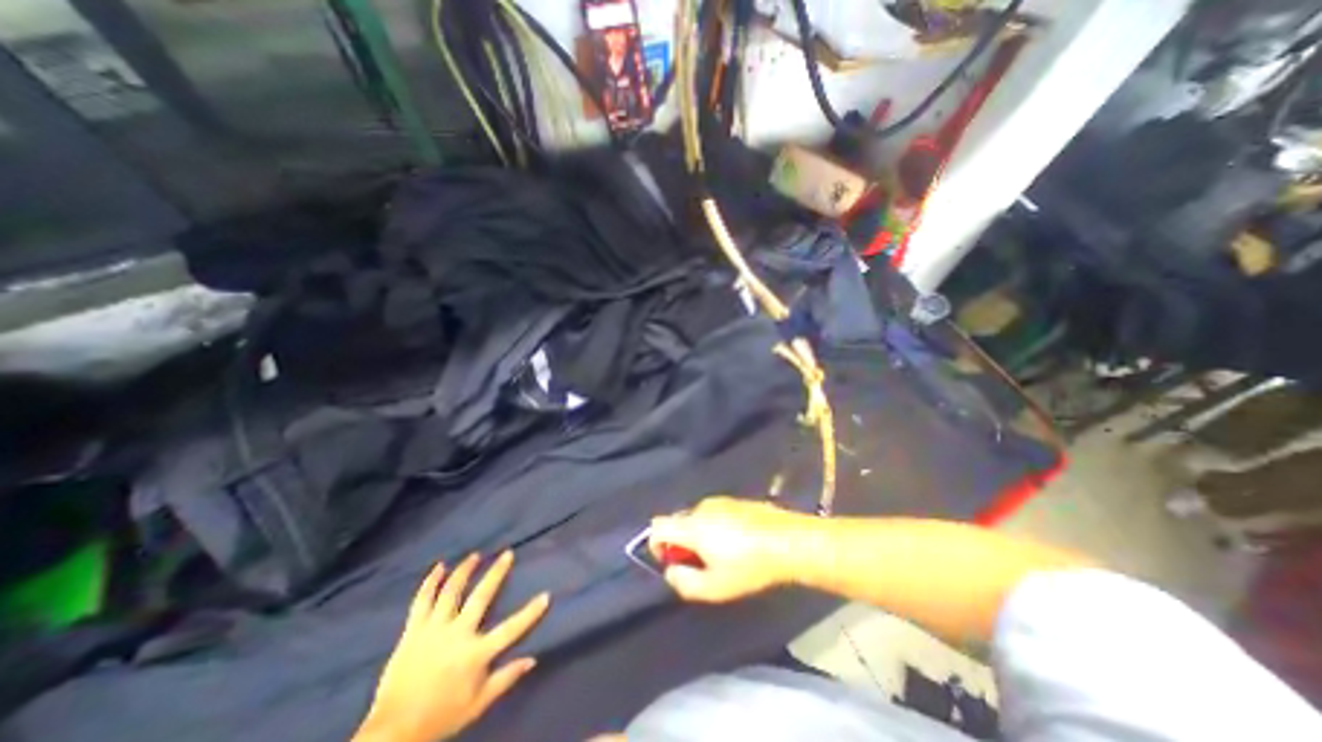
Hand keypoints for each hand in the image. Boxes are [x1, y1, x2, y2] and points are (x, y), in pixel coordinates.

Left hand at [353, 550, 549, 741]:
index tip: (546, 595)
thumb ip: (505, 679)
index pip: (511, 628)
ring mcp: (433, 630)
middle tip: (507, 554)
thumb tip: (532, 659)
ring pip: (451, 592)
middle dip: (496, 573)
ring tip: (475, 556)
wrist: (393, 733)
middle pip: (481, 597)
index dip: (530, 612)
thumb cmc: (441, 717)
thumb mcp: (478, 704)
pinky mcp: (413, 631)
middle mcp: (457, 634)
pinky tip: (439, 567)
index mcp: (476, 654)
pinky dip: (430, 582)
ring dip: (464, 570)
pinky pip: (422, 601)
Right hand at [649, 499, 804, 601]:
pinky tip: (737, 542)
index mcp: (692, 525)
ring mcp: (720, 501)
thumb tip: (671, 570)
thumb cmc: (749, 567)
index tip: (672, 561)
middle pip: (678, 522)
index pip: (658, 526)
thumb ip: (684, 582)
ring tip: (722, 554)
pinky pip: (714, 513)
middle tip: (700, 563)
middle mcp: (701, 507)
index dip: (657, 544)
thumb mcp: (714, 588)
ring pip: (697, 517)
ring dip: (699, 534)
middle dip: (681, 542)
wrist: (787, 541)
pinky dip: (715, 526)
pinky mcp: (735, 500)